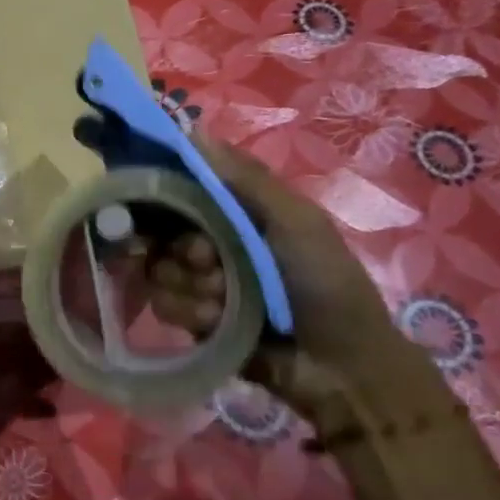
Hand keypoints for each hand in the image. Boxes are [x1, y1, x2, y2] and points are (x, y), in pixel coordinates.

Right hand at [146, 138, 447, 427]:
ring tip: (225, 303)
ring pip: (158, 271)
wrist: (341, 367)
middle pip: (160, 232)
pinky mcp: (193, 320)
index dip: (163, 195)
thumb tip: (194, 132)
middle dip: (184, 251)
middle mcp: (211, 242)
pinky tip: (221, 324)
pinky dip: (193, 314)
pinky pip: (165, 306)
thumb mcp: (296, 222)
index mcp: (236, 213)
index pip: (180, 190)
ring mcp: (200, 283)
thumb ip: (247, 180)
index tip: (159, 204)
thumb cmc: (326, 283)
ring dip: (192, 288)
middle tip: (210, 262)